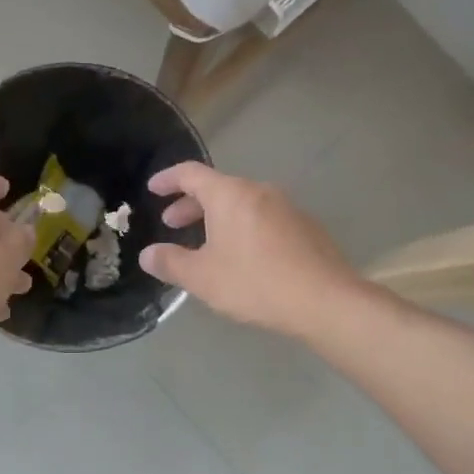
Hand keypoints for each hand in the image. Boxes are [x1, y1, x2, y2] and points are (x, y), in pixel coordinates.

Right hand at [138, 163, 360, 336]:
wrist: (325, 299)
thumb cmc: (255, 282)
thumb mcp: (203, 277)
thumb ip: (171, 263)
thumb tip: (148, 254)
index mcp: (230, 194)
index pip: (190, 173)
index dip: (168, 179)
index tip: (152, 189)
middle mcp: (259, 191)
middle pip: (218, 188)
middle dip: (191, 204)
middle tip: (172, 223)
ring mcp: (286, 207)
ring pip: (242, 204)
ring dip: (218, 218)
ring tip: (205, 243)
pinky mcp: (305, 226)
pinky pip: (263, 217)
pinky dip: (243, 227)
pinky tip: (242, 256)